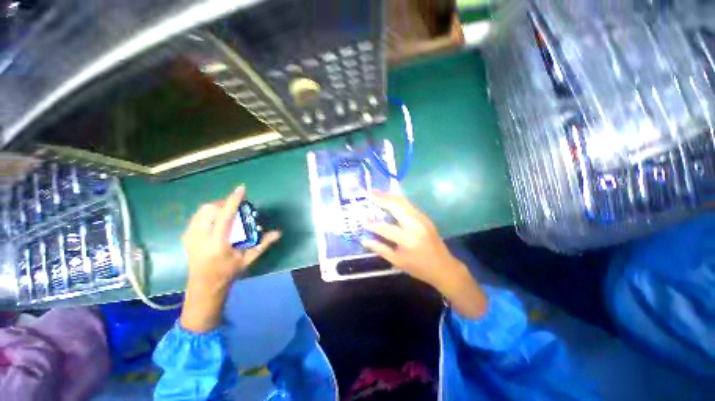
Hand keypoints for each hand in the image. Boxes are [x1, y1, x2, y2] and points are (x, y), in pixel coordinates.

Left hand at [180, 185, 280, 331]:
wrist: (203, 286)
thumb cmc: (228, 272)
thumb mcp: (248, 259)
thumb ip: (263, 244)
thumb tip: (278, 233)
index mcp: (217, 243)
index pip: (225, 216)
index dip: (234, 200)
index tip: (242, 188)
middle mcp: (200, 237)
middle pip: (210, 209)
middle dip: (225, 204)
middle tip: (237, 209)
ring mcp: (190, 236)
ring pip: (202, 211)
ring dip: (217, 207)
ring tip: (227, 214)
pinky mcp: (186, 236)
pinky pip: (197, 216)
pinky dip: (209, 213)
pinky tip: (217, 221)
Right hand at [362, 192, 486, 317]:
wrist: (444, 267)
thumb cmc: (419, 267)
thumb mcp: (397, 261)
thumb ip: (380, 249)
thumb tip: (364, 240)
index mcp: (407, 239)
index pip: (385, 228)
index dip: (372, 224)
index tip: (362, 219)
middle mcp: (415, 225)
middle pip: (396, 206)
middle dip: (381, 198)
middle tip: (370, 193)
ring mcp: (422, 219)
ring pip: (403, 202)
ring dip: (389, 196)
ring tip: (377, 192)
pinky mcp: (425, 217)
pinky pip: (408, 204)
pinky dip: (397, 200)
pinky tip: (389, 198)